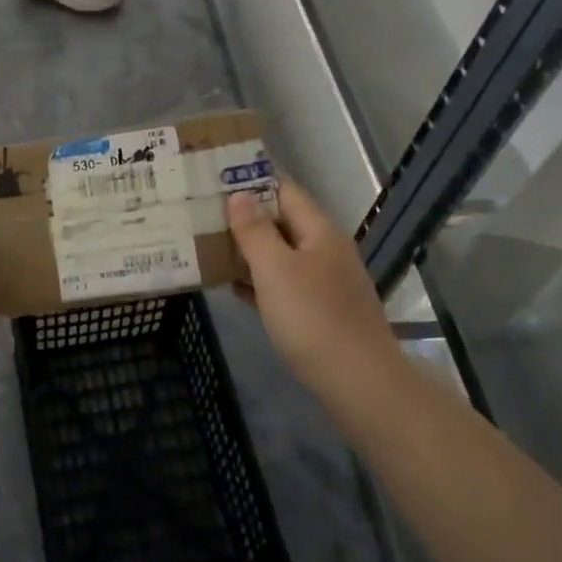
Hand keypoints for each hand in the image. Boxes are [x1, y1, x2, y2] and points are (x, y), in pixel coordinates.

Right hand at [227, 181, 396, 402]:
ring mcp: (326, 282)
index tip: (214, 179)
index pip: (284, 190)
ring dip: (248, 250)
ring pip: (281, 254)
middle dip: (245, 217)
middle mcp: (326, 250)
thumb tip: (239, 194)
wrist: (359, 382)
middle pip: (282, 221)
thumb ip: (255, 230)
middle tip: (202, 213)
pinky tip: (233, 287)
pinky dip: (259, 281)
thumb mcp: (275, 269)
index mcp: (319, 231)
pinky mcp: (322, 311)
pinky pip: (284, 284)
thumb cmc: (312, 318)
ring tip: (208, 246)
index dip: (251, 181)